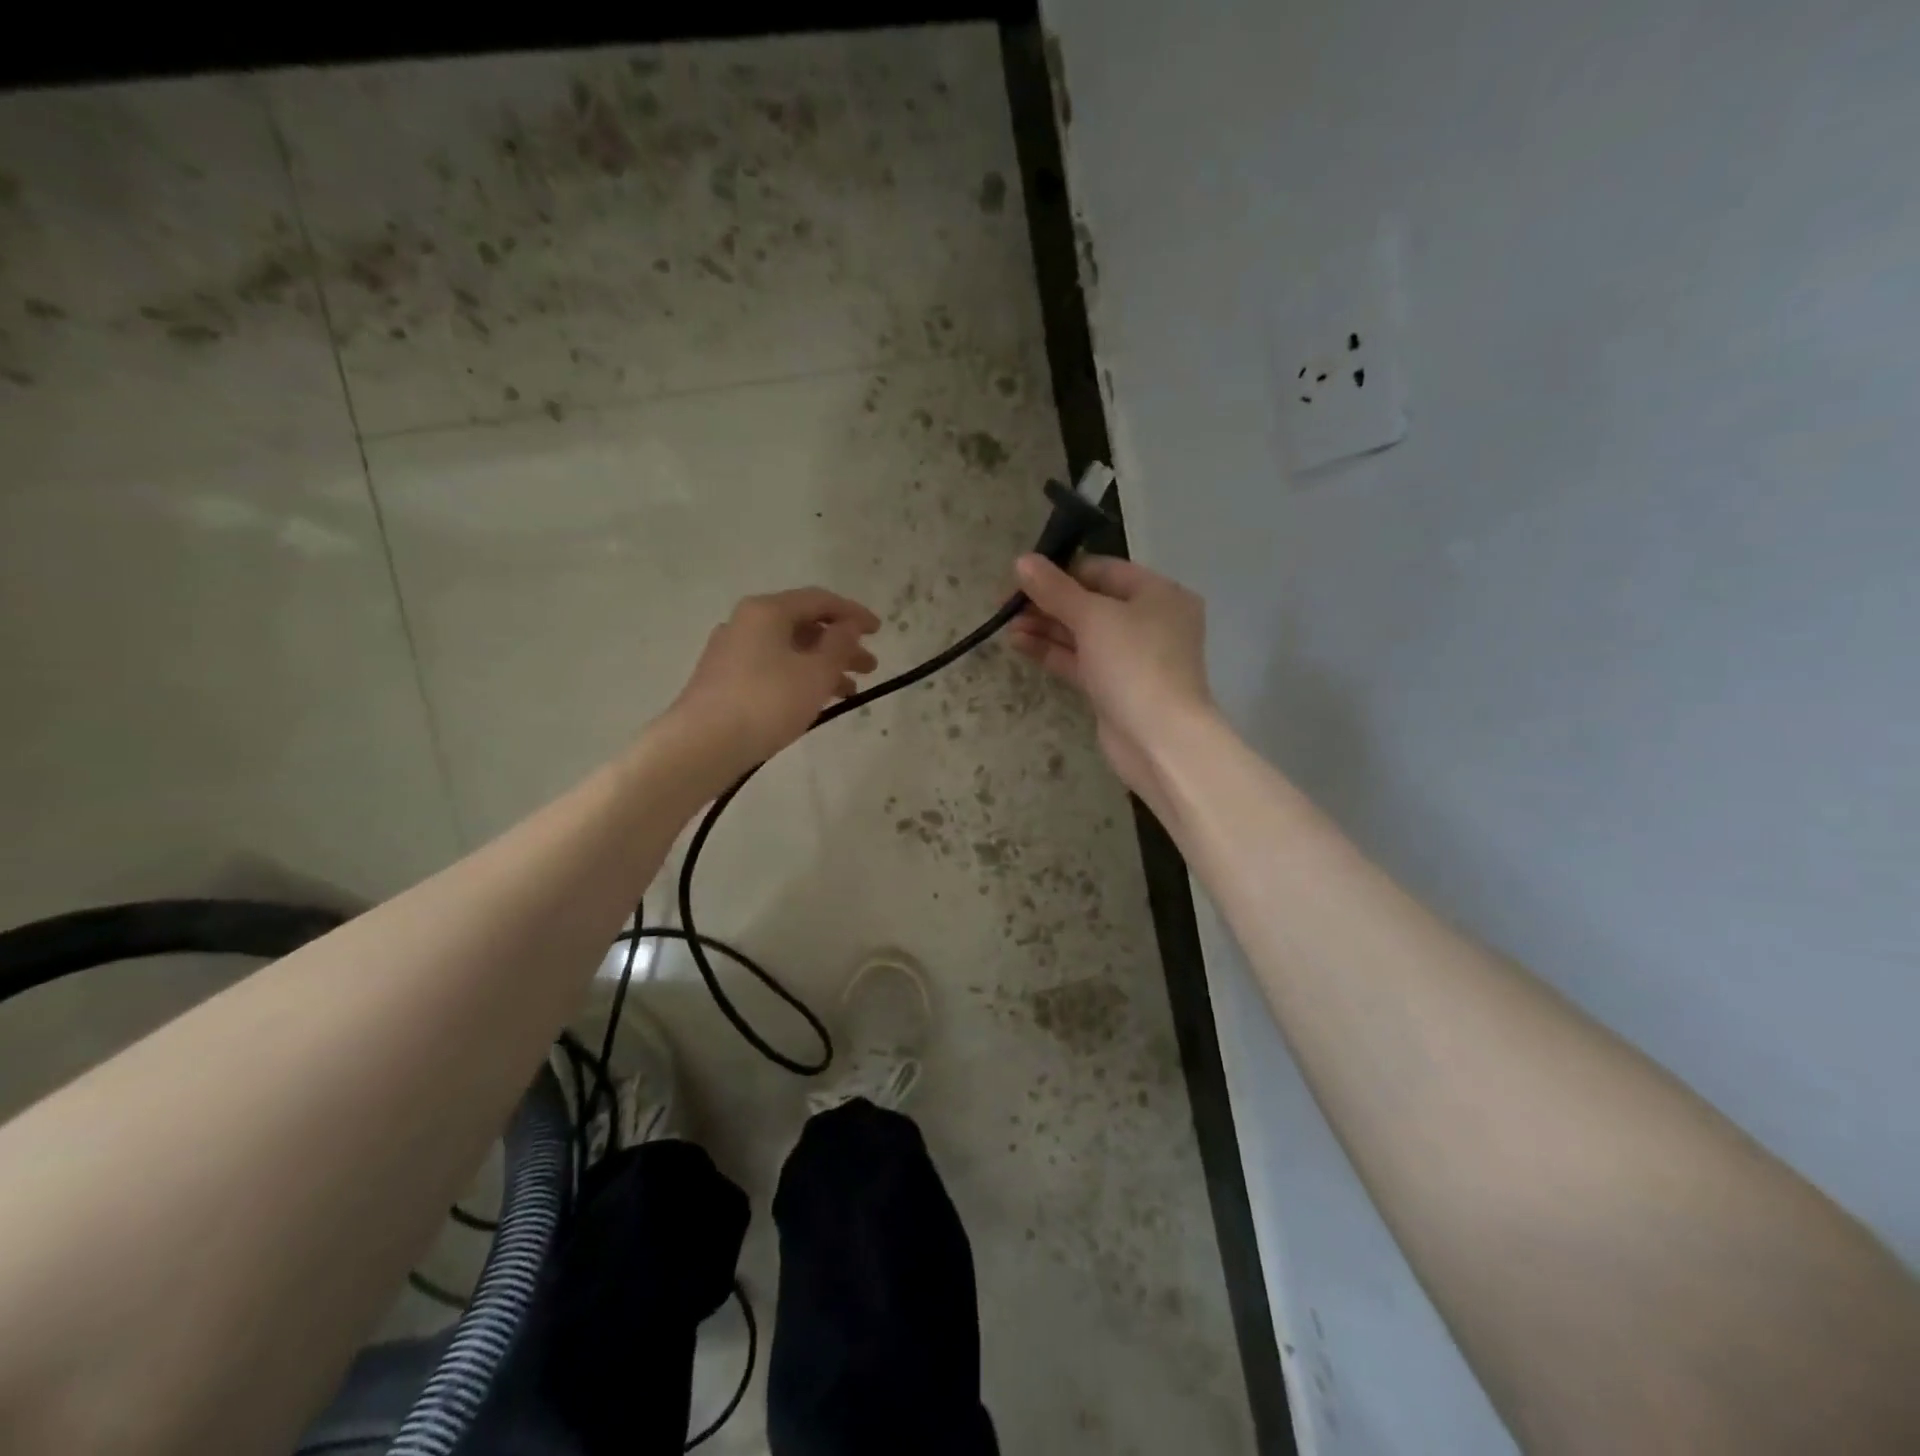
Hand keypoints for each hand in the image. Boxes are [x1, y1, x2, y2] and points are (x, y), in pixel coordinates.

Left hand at [669, 587, 880, 769]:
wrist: (702, 745)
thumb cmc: (767, 702)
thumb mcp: (815, 673)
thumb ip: (839, 645)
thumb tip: (849, 625)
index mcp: (767, 610)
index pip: (819, 600)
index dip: (853, 613)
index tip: (879, 631)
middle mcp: (745, 622)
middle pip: (803, 624)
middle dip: (840, 644)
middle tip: (869, 667)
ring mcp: (731, 651)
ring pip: (788, 649)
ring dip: (823, 665)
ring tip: (849, 691)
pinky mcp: (724, 679)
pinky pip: (772, 668)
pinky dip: (799, 678)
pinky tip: (814, 701)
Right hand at [1009, 554, 1214, 809]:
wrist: (1160, 739)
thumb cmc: (1134, 664)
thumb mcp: (1093, 617)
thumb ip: (1055, 589)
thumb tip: (1021, 561)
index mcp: (1159, 594)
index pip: (1104, 570)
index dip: (1063, 570)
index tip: (1024, 575)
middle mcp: (1150, 622)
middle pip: (1092, 602)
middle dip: (1049, 602)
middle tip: (1007, 604)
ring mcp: (1132, 658)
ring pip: (1083, 634)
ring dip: (1046, 627)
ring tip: (1006, 624)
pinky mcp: (1115, 688)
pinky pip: (1080, 661)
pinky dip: (1052, 651)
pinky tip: (1019, 643)